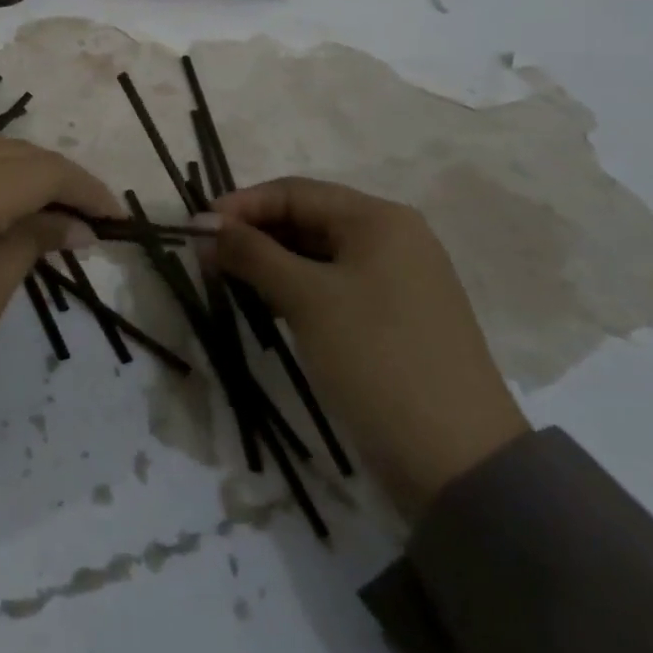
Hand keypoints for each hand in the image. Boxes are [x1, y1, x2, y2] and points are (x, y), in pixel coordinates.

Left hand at [0, 138, 120, 435]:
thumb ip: (31, 244)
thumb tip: (76, 226)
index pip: (40, 172)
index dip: (84, 189)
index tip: (116, 217)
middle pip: (12, 152)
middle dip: (57, 175)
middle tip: (89, 214)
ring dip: (22, 169)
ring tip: (54, 206)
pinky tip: (5, 203)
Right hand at [212, 178, 528, 519]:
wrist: (457, 460)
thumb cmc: (375, 358)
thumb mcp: (305, 298)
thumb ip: (251, 253)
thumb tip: (203, 224)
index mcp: (379, 219)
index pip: (294, 192)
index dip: (241, 205)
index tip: (196, 229)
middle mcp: (393, 239)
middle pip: (307, 219)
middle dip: (254, 234)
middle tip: (206, 258)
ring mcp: (397, 280)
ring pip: (317, 254)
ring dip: (270, 262)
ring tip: (227, 279)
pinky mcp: (394, 317)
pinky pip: (333, 285)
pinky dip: (295, 288)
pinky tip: (266, 304)